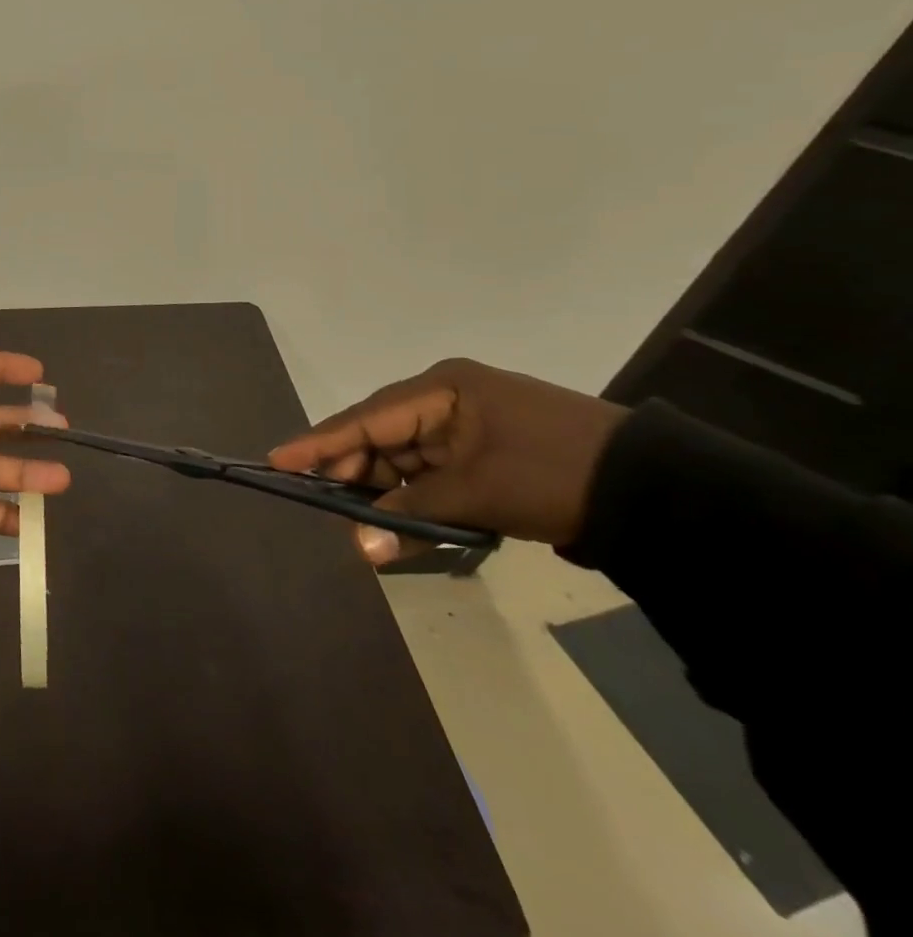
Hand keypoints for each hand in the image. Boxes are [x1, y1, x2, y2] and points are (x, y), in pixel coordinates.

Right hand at [267, 357, 628, 563]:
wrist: (659, 492)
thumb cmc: (555, 475)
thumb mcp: (477, 494)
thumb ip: (411, 514)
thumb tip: (360, 547)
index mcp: (443, 389)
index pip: (365, 417)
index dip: (320, 442)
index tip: (278, 459)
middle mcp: (448, 397)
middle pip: (381, 434)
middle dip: (353, 471)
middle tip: (323, 501)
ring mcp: (469, 422)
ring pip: (406, 454)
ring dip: (386, 488)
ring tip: (362, 519)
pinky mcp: (487, 448)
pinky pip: (433, 468)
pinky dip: (416, 493)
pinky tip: (401, 517)